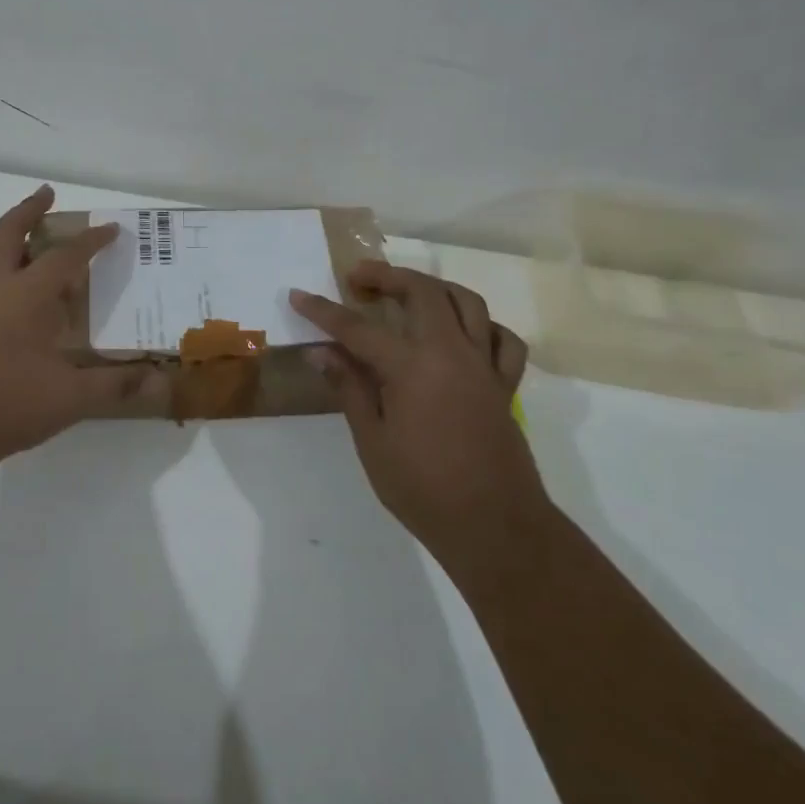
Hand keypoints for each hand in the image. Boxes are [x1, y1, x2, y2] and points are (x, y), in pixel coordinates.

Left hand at [0, 185, 160, 477]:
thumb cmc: (1, 405)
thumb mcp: (67, 399)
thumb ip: (114, 386)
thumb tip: (160, 379)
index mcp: (23, 295)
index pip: (64, 255)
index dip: (91, 241)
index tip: (111, 229)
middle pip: (8, 233)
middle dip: (29, 210)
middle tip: (46, 194)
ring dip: (15, 243)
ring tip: (41, 252)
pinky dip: (5, 276)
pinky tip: (20, 309)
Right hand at [289, 262, 543, 560]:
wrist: (494, 527)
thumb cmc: (423, 489)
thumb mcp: (372, 442)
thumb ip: (350, 389)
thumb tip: (321, 352)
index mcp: (412, 368)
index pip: (358, 328)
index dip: (324, 311)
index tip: (299, 295)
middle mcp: (451, 353)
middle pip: (422, 292)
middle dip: (386, 276)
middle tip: (358, 279)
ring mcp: (484, 365)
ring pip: (467, 302)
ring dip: (434, 287)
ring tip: (408, 292)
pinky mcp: (504, 384)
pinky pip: (503, 339)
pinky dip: (483, 325)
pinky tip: (462, 333)